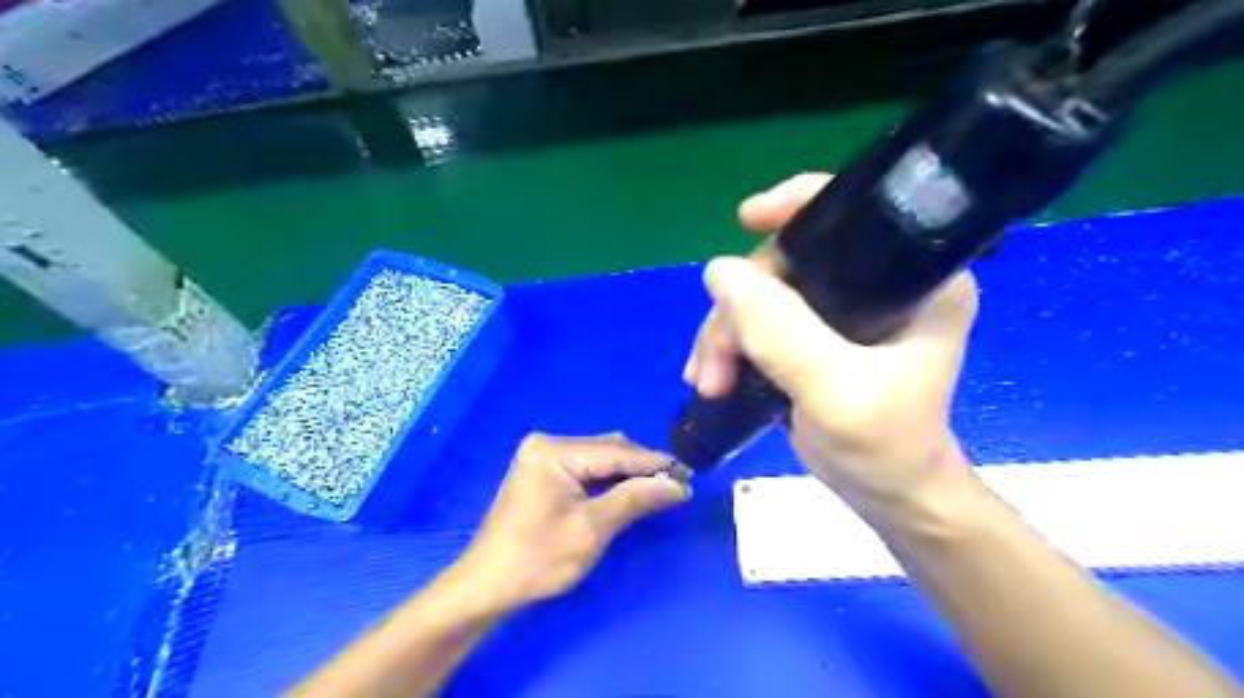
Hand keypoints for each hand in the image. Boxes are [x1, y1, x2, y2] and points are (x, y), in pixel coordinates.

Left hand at [456, 433, 690, 607]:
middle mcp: (548, 444)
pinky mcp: (542, 471)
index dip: (655, 464)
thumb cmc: (538, 560)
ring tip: (659, 489)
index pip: (616, 452)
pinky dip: (608, 480)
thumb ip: (636, 499)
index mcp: (555, 451)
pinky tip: (628, 491)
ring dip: (627, 473)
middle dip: (642, 468)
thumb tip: (679, 485)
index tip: (689, 474)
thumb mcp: (592, 529)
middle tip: (677, 485)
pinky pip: (585, 468)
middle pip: (608, 450)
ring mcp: (542, 456)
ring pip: (599, 458)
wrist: (486, 586)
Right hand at [684, 171, 977, 511]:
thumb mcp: (837, 392)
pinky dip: (729, 345)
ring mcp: (841, 309)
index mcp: (915, 276)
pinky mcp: (814, 335)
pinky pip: (758, 320)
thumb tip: (718, 271)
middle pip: (788, 262)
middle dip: (739, 308)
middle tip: (712, 364)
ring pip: (763, 293)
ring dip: (724, 335)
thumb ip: (782, 333)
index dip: (797, 205)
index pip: (855, 214)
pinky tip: (711, 376)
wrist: (886, 495)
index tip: (746, 218)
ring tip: (707, 381)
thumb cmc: (886, 447)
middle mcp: (878, 282)